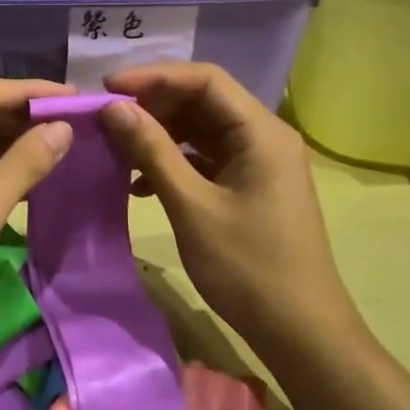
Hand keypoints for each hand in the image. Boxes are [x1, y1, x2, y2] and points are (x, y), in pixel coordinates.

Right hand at [101, 63, 358, 345]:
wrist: (301, 332)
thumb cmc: (248, 267)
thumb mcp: (192, 206)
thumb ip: (153, 151)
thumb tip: (114, 108)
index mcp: (261, 132)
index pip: (205, 79)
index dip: (154, 76)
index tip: (109, 88)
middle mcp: (264, 137)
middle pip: (203, 101)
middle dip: (154, 105)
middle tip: (108, 119)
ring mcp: (259, 163)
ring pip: (202, 130)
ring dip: (160, 135)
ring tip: (117, 148)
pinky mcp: (250, 187)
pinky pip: (207, 159)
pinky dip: (174, 162)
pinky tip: (140, 184)